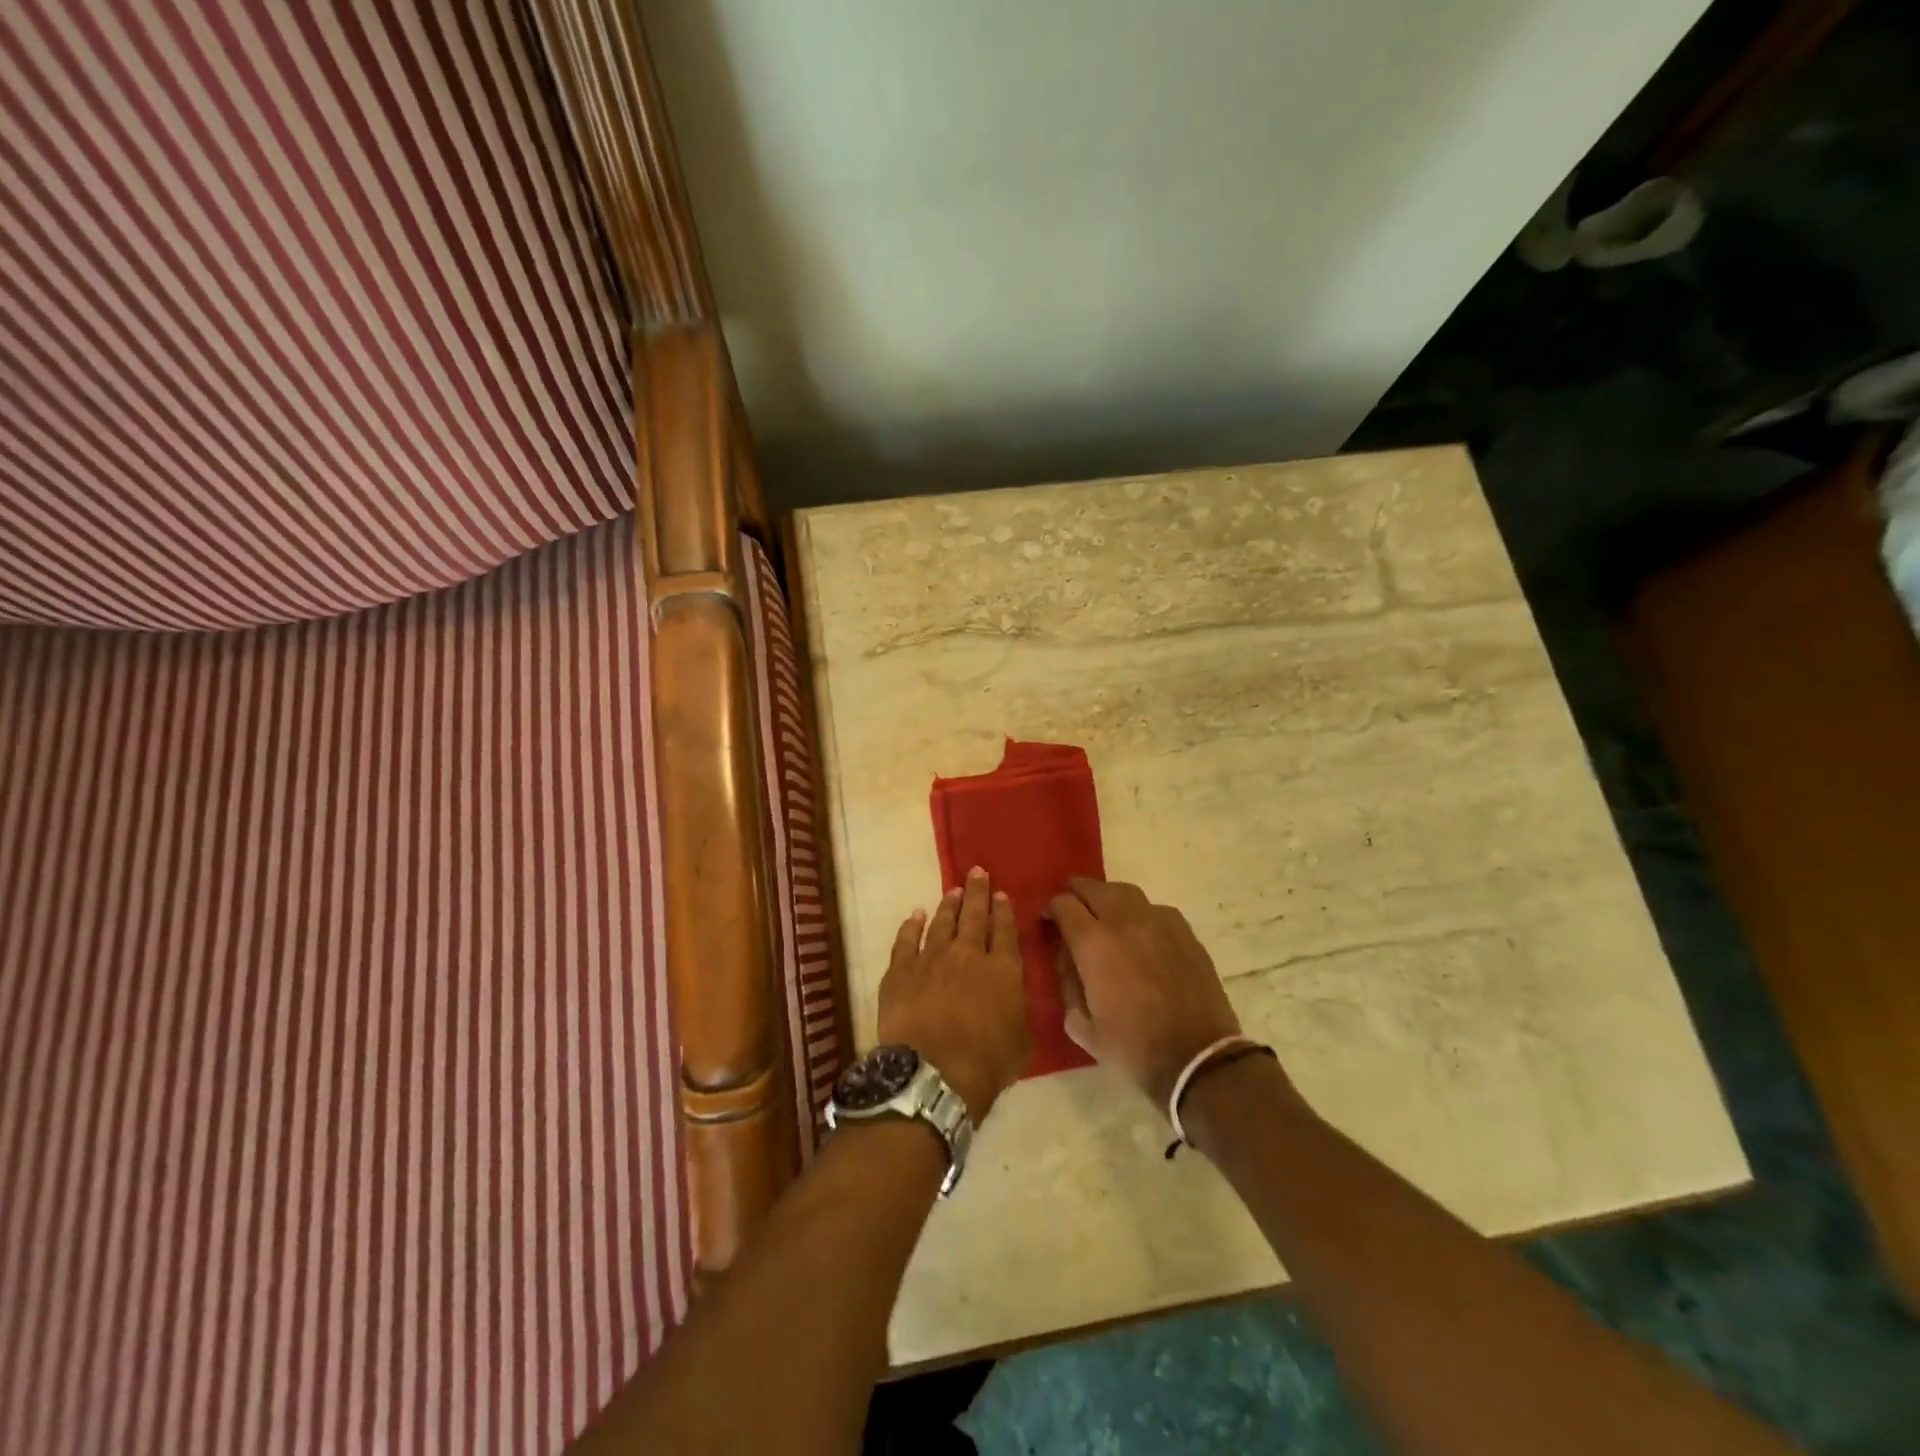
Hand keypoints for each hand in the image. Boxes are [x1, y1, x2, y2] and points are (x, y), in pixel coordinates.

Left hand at [876, 867, 1031, 1121]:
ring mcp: (932, 958)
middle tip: (978, 872)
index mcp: (1003, 970)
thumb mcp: (1021, 1042)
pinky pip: (906, 940)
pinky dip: (911, 925)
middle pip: (974, 916)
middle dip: (977, 892)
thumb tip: (1014, 1001)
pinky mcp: (901, 970)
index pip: (1005, 931)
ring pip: (942, 922)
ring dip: (949, 904)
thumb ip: (1018, 1013)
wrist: (934, 1072)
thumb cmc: (986, 1064)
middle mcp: (969, 954)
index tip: (1000, 894)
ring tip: (953, 889)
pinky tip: (915, 914)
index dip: (1003, 911)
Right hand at [1047, 877, 1245, 1110]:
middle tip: (1073, 911)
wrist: (1197, 1060)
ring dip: (1108, 898)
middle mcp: (1124, 921)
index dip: (1051, 909)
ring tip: (1105, 916)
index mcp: (1093, 943)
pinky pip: (1154, 909)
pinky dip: (1139, 913)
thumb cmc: (1133, 1048)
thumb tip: (1067, 960)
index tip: (1049, 923)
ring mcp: (1159, 922)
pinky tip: (1140, 934)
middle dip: (1077, 895)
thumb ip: (1067, 985)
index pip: (1063, 904)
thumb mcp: (1082, 1026)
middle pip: (1094, 888)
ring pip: (1126, 892)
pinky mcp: (1185, 932)